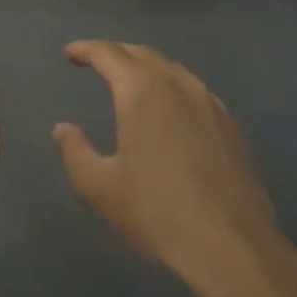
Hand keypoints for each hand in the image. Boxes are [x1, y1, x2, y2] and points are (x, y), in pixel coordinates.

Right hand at [54, 42, 288, 296]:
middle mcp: (178, 85)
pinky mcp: (232, 126)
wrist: (232, 247)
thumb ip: (75, 152)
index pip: (109, 54)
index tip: (69, 53)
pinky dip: (173, 88)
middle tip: (96, 61)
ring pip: (173, 70)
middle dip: (116, 53)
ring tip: (131, 82)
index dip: (86, 49)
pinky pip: (195, 92)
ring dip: (147, 68)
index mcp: (142, 92)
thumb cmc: (156, 213)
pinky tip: (171, 111)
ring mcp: (211, 103)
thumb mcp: (99, 189)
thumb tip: (64, 129)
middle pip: (143, 54)